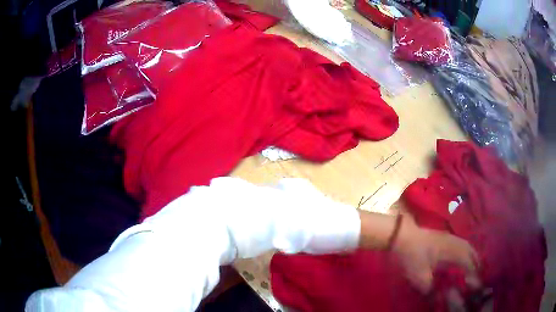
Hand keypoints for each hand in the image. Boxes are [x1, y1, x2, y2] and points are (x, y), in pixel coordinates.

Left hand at [392, 215, 480, 292]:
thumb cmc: (413, 257)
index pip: (469, 264)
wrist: (402, 236)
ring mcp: (451, 238)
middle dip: (477, 265)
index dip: (474, 275)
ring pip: (468, 247)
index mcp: (453, 252)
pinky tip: (462, 258)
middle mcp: (456, 243)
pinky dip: (466, 251)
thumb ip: (431, 289)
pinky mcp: (445, 237)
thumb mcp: (421, 277)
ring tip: (474, 268)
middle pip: (472, 253)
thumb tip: (437, 298)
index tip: (477, 285)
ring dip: (473, 257)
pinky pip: (462, 244)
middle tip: (478, 276)